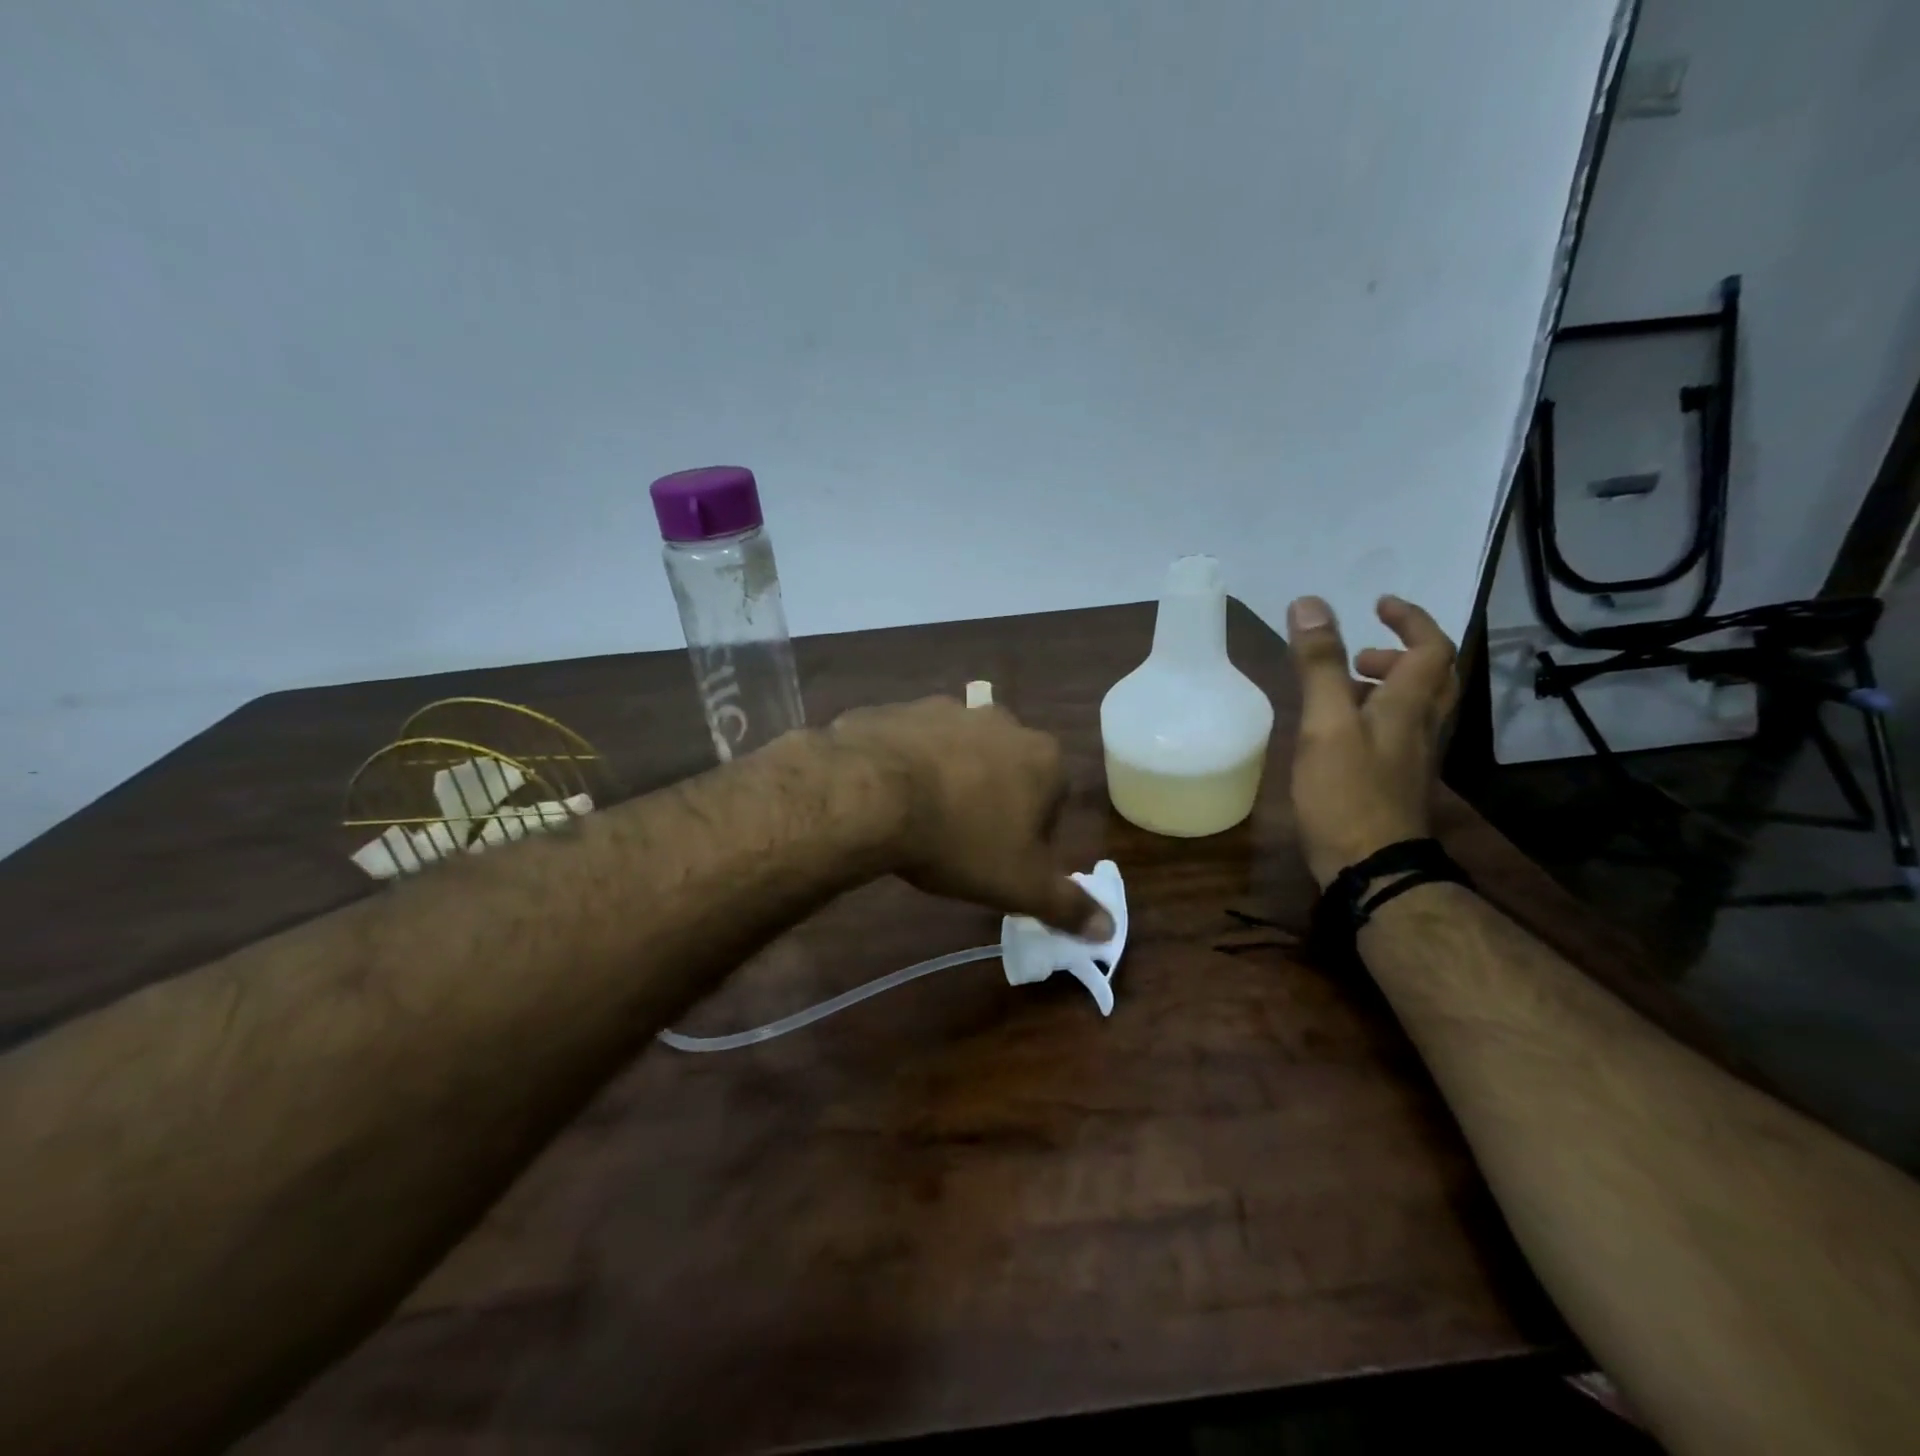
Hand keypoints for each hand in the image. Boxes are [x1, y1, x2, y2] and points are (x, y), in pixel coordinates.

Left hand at [828, 697, 1109, 937]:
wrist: (872, 796)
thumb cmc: (961, 840)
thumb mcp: (1020, 885)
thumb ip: (1067, 905)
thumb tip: (1108, 929)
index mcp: (1042, 757)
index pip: (1054, 799)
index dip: (1032, 833)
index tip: (1003, 859)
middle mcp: (1001, 721)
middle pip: (1007, 770)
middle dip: (992, 801)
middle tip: (962, 841)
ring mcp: (947, 709)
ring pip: (958, 753)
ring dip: (949, 780)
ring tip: (921, 820)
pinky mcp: (900, 709)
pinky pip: (912, 742)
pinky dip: (906, 765)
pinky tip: (888, 797)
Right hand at [1285, 594, 1459, 887]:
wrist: (1371, 867)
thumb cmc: (1347, 791)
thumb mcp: (1326, 723)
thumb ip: (1319, 665)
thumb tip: (1309, 603)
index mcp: (1410, 705)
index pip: (1430, 648)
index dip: (1409, 620)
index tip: (1379, 604)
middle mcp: (1421, 726)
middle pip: (1432, 678)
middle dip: (1401, 654)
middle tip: (1360, 652)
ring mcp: (1412, 758)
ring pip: (1415, 707)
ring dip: (1387, 686)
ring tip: (1342, 689)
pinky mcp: (1396, 782)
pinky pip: (1397, 732)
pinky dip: (1376, 716)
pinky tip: (1339, 733)